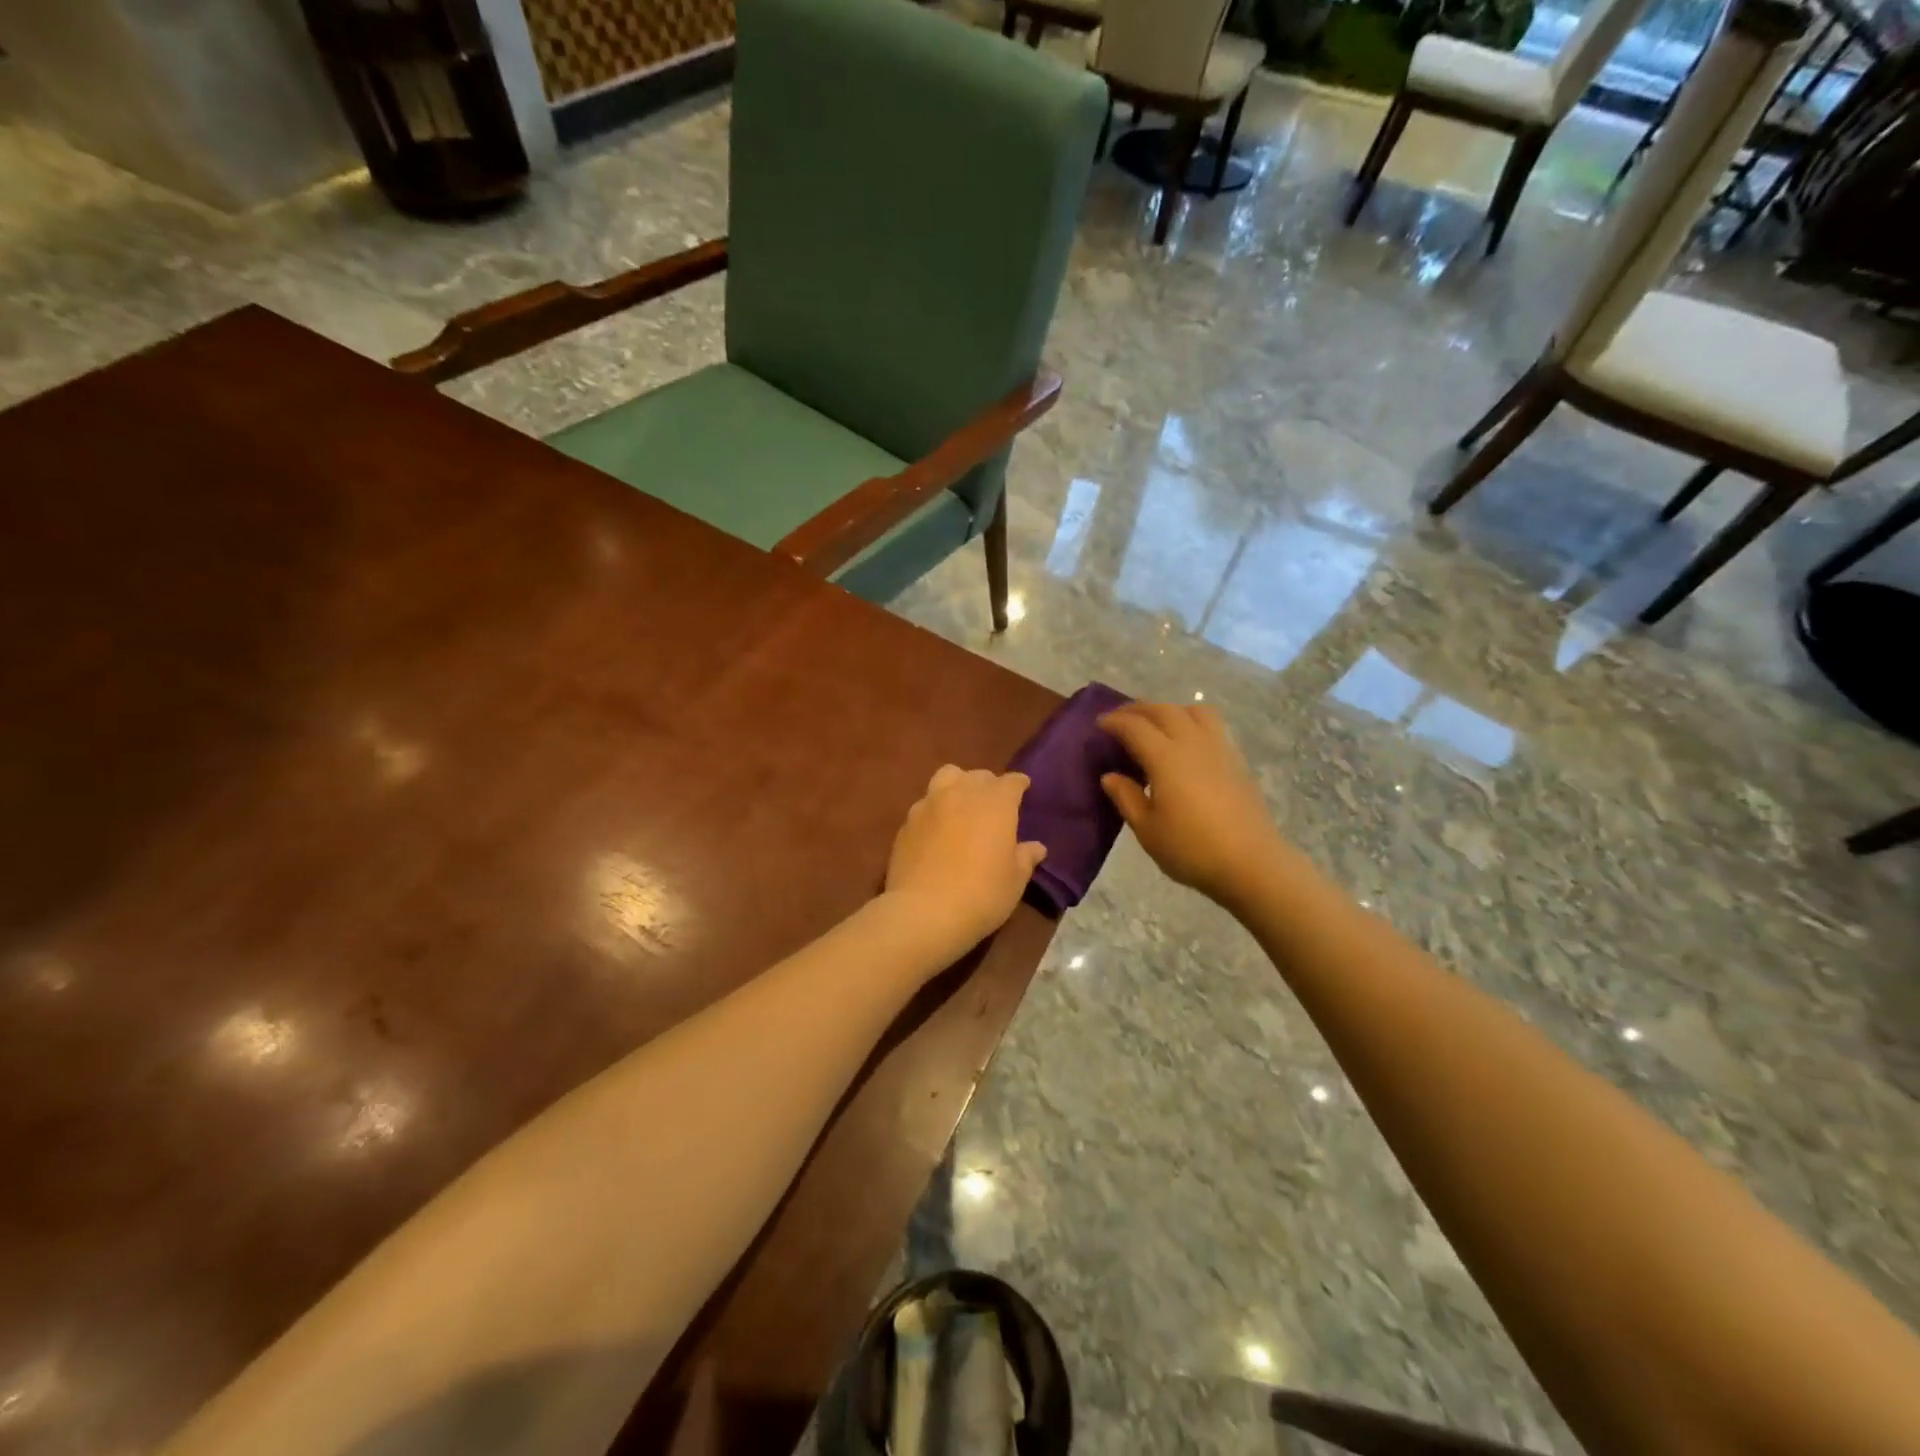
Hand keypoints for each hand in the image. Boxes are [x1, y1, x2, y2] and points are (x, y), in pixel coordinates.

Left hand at [884, 766, 1046, 959]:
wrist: (924, 912)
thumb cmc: (981, 894)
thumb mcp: (1014, 881)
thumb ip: (1025, 858)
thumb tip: (1035, 847)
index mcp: (995, 802)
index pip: (1011, 781)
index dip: (1019, 784)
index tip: (1024, 790)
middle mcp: (961, 793)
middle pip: (978, 776)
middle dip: (988, 785)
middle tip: (993, 805)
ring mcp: (929, 804)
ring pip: (946, 777)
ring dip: (958, 786)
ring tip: (961, 806)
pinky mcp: (906, 822)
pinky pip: (925, 805)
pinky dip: (935, 810)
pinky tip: (937, 831)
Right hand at [1098, 702, 1285, 908]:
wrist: (1251, 863)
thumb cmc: (1191, 849)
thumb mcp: (1147, 830)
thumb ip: (1126, 798)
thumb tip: (1110, 776)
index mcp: (1166, 758)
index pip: (1134, 726)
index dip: (1114, 721)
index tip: (1099, 724)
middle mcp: (1192, 743)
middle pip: (1163, 710)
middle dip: (1138, 709)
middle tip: (1121, 718)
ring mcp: (1219, 748)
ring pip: (1193, 710)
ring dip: (1170, 709)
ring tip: (1157, 724)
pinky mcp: (1236, 759)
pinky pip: (1212, 725)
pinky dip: (1192, 721)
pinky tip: (1187, 743)